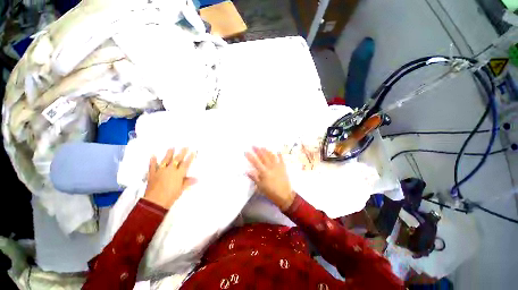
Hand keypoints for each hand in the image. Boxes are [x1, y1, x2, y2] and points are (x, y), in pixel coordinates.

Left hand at [144, 148, 196, 208]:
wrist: (155, 202)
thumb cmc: (171, 196)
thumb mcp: (181, 189)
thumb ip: (187, 182)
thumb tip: (196, 179)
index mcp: (179, 173)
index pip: (186, 163)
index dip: (190, 157)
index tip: (193, 152)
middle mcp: (170, 170)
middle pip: (177, 159)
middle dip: (182, 153)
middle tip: (185, 147)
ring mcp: (160, 171)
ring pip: (166, 160)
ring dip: (169, 154)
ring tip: (171, 148)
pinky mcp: (152, 174)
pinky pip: (152, 166)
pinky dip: (152, 161)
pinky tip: (153, 156)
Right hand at [245, 147, 294, 210]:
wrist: (284, 195)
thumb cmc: (270, 192)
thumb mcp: (260, 186)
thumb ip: (254, 178)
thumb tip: (247, 171)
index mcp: (264, 172)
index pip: (255, 162)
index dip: (250, 156)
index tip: (246, 151)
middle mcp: (270, 167)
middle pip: (263, 157)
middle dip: (258, 150)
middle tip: (254, 145)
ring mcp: (277, 166)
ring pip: (271, 156)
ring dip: (267, 151)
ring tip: (263, 146)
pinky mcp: (283, 167)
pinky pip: (281, 159)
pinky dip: (279, 155)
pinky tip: (277, 151)